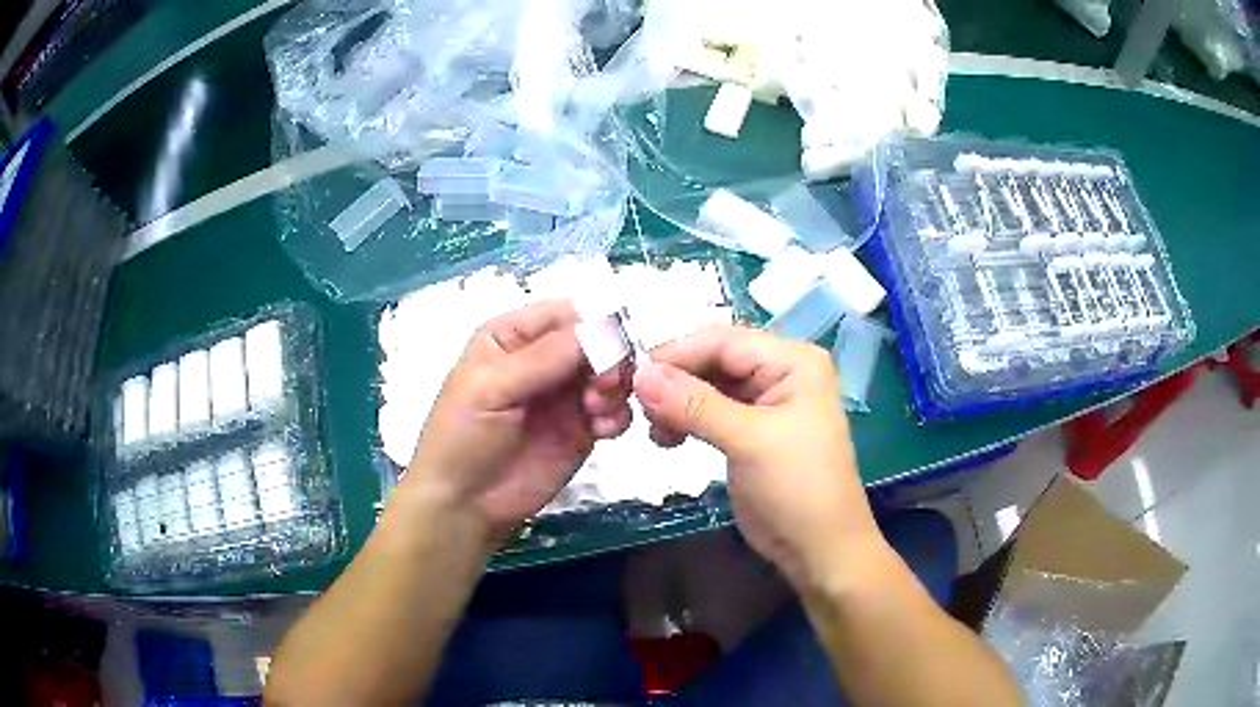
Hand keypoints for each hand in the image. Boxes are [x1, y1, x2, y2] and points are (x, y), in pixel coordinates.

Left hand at [403, 300, 632, 543]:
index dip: (590, 327)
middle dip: (608, 359)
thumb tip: (603, 327)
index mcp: (512, 336)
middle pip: (596, 341)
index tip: (603, 351)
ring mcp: (565, 395)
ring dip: (615, 387)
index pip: (565, 314)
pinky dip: (618, 415)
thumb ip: (544, 357)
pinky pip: (615, 410)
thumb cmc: (463, 436)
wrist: (465, 504)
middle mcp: (543, 359)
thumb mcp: (491, 388)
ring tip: (597, 413)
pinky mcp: (582, 429)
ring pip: (611, 374)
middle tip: (604, 387)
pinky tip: (602, 432)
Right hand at [632, 325, 882, 588]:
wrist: (819, 549)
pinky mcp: (750, 430)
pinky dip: (686, 421)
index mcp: (793, 361)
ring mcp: (765, 402)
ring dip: (676, 403)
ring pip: (708, 386)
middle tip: (637, 407)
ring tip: (655, 431)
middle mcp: (780, 371)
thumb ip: (694, 405)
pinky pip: (710, 411)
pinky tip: (667, 439)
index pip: (724, 341)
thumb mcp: (749, 441)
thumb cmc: (797, 488)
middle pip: (714, 360)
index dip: (677, 353)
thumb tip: (640, 373)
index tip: (631, 376)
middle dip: (675, 381)